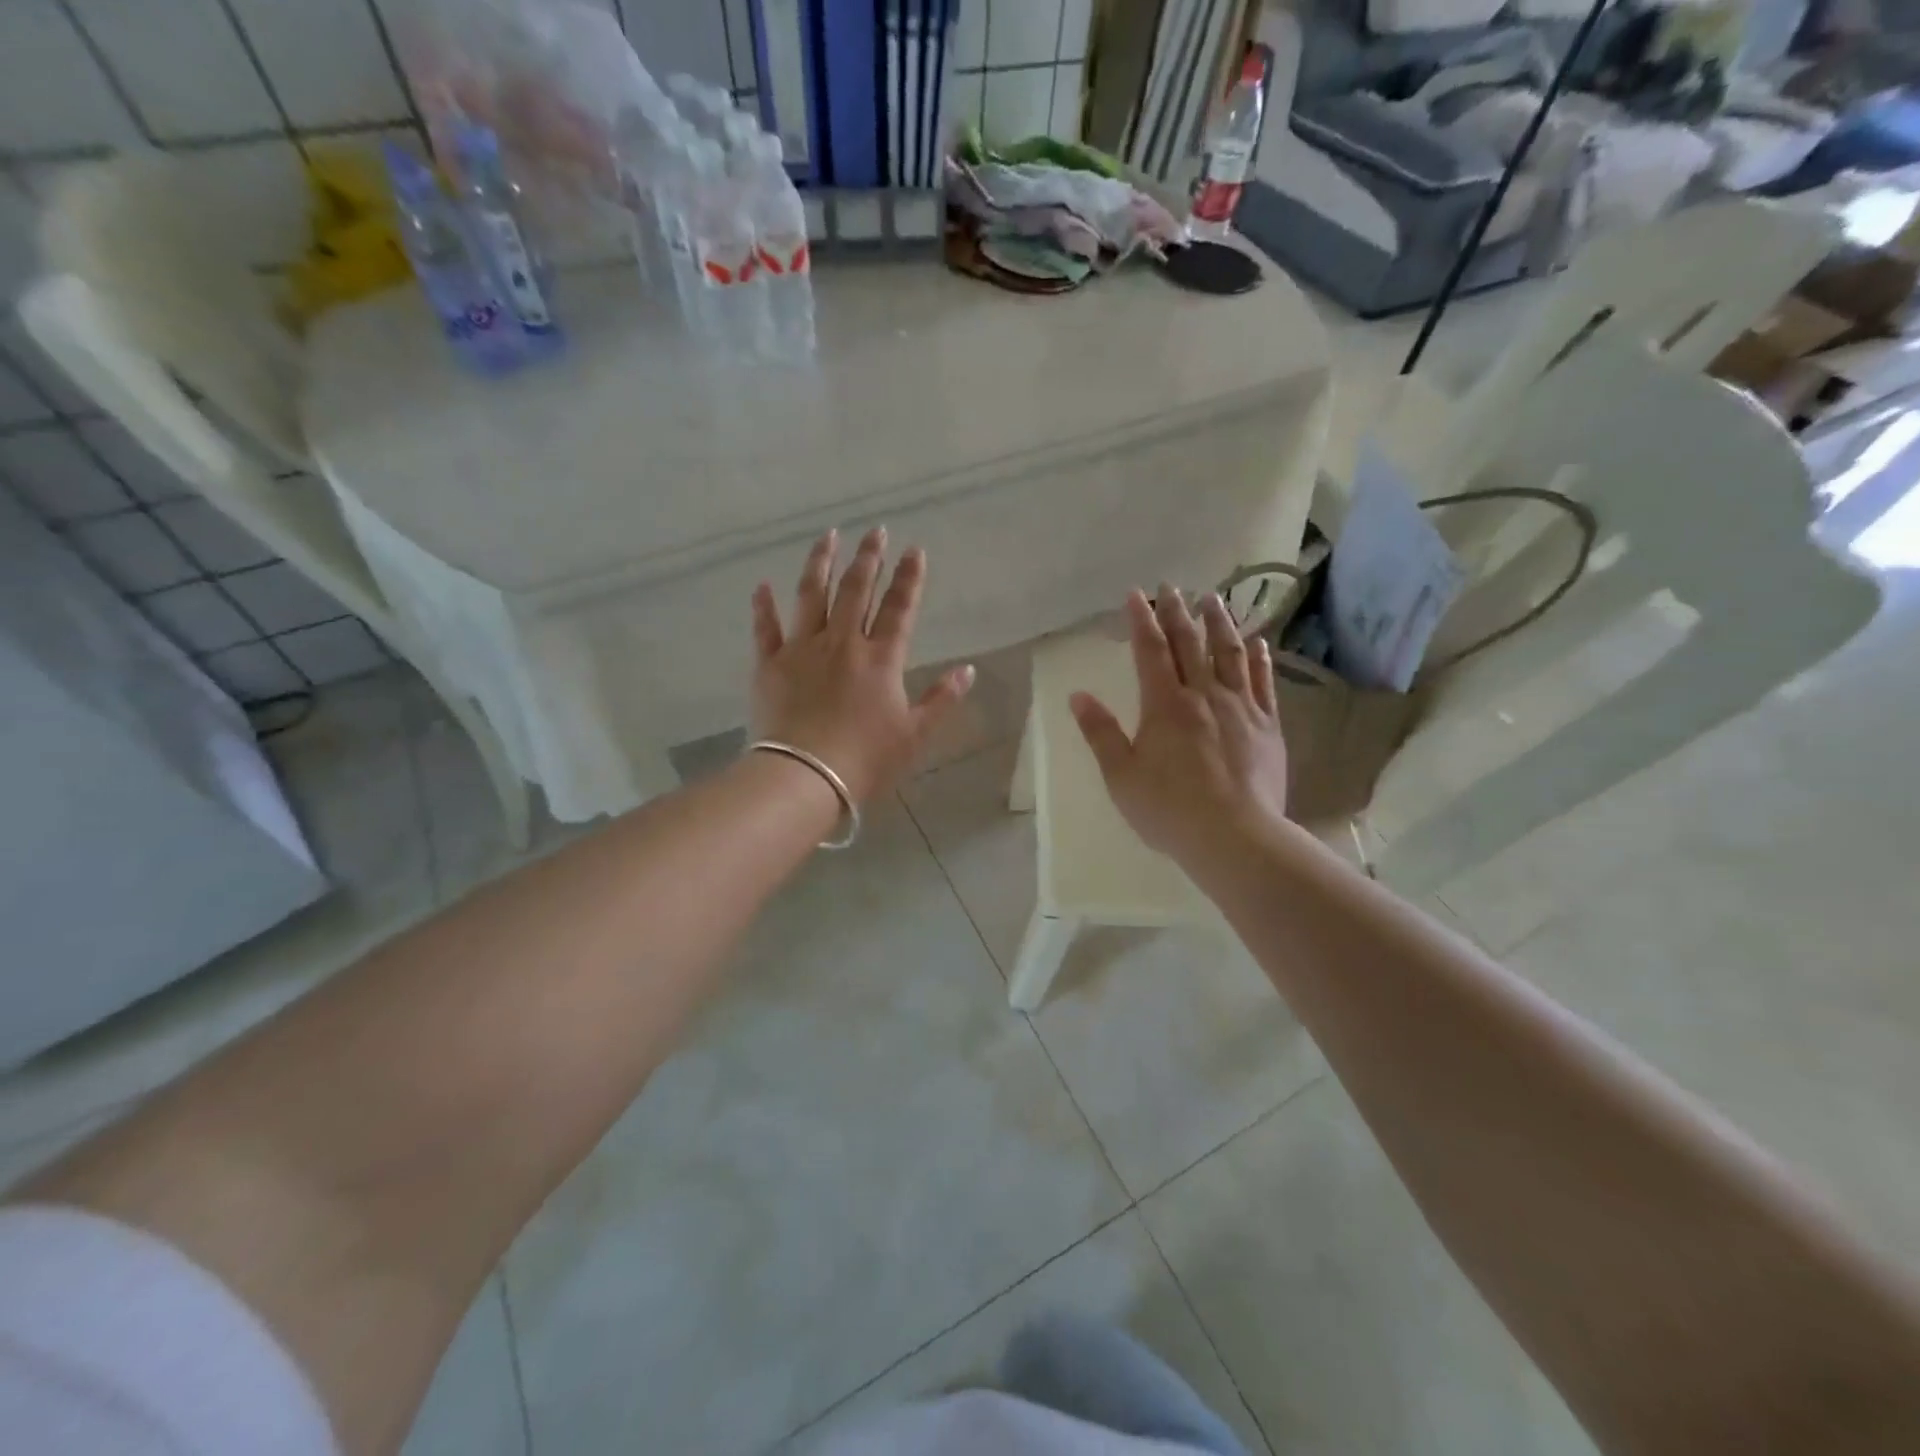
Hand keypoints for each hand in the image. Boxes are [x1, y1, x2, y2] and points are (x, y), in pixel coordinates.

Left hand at [751, 528, 974, 803]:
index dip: (909, 578)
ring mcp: (803, 649)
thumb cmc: (866, 760)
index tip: (914, 550)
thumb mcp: (915, 734)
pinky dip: (764, 606)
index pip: (900, 608)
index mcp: (881, 659)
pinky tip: (762, 585)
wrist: (805, 777)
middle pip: (857, 590)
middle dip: (869, 558)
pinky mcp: (770, 664)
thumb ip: (942, 699)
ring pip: (812, 595)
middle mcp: (843, 643)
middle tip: (875, 531)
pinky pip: (766, 628)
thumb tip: (968, 670)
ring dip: (821, 563)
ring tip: (828, 537)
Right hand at [1071, 586, 1288, 868]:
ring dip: (1220, 623)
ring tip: (1213, 599)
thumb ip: (1101, 733)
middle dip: (1178, 611)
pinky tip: (1257, 642)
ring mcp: (1241, 707)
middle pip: (1190, 643)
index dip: (1142, 620)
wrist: (1235, 837)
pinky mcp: (1268, 725)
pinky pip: (1263, 681)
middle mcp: (1204, 695)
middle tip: (1172, 586)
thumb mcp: (1121, 775)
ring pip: (1230, 653)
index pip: (1151, 650)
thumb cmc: (1168, 809)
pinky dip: (1259, 658)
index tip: (1137, 594)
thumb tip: (1078, 696)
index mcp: (1164, 705)